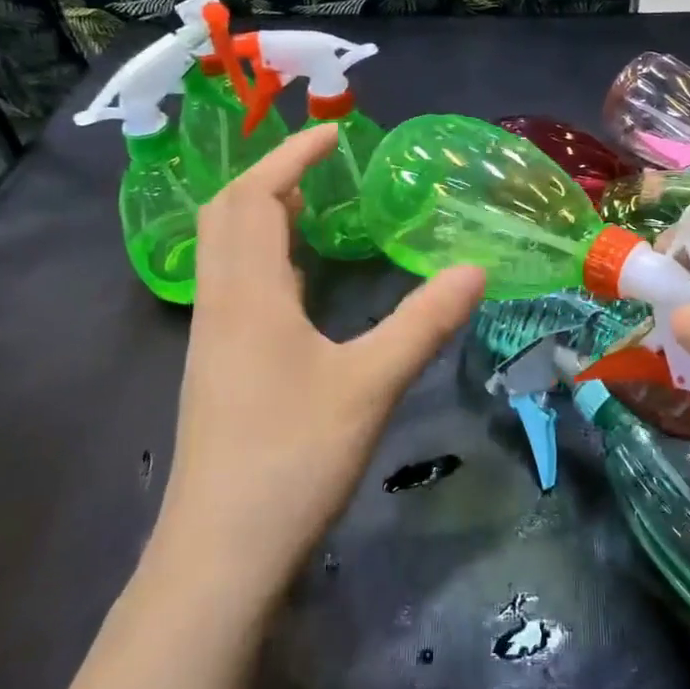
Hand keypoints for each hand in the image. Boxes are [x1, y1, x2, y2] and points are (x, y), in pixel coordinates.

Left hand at [152, 125, 484, 610]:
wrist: (219, 555)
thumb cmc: (292, 457)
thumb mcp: (371, 383)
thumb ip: (424, 321)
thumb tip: (476, 268)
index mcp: (249, 293)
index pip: (255, 196)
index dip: (291, 157)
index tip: (333, 133)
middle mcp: (220, 304)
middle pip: (227, 215)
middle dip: (270, 178)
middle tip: (322, 167)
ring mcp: (212, 340)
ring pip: (226, 252)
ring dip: (262, 217)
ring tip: (314, 209)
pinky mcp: (217, 370)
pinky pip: (234, 288)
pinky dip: (264, 260)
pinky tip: (301, 284)